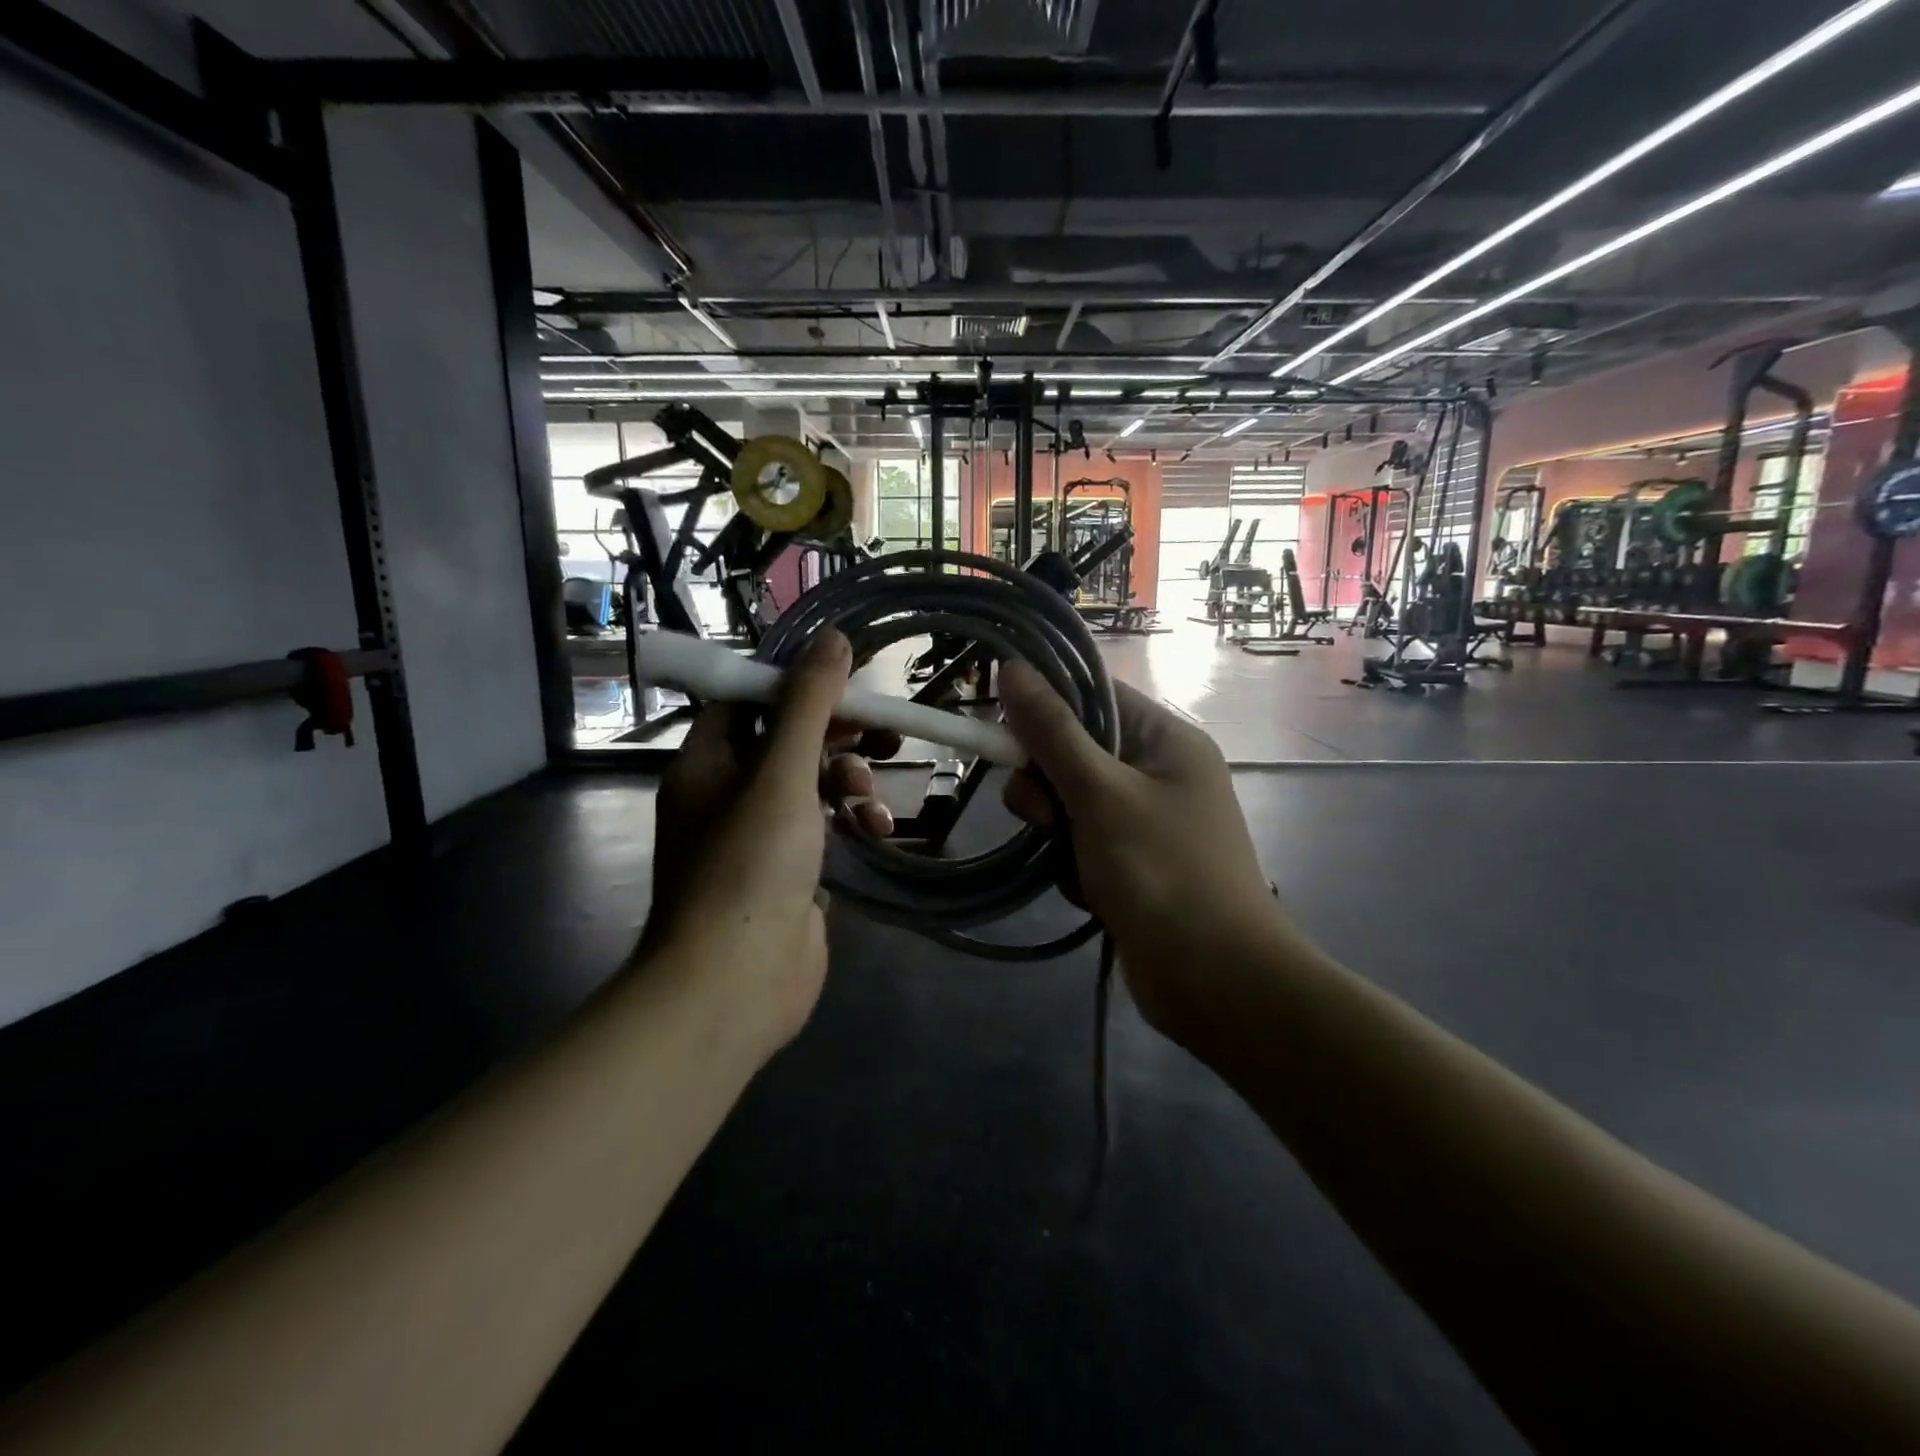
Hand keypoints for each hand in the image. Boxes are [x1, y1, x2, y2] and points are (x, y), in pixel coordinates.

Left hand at [643, 631, 886, 1056]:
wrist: (735, 982)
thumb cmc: (750, 865)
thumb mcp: (781, 772)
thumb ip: (808, 704)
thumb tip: (833, 638)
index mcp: (707, 763)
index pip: (748, 700)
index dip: (796, 683)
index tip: (846, 678)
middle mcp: (726, 794)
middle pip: (786, 740)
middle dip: (835, 734)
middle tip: (881, 728)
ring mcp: (758, 837)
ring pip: (811, 784)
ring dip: (849, 780)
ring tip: (870, 798)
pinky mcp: (789, 872)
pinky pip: (824, 827)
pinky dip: (851, 822)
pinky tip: (876, 831)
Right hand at [998, 662, 1296, 1046]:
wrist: (1214, 981)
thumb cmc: (1162, 871)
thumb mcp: (1100, 793)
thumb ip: (1052, 731)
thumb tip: (1011, 667)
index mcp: (1166, 740)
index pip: (1094, 696)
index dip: (1046, 707)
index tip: (1005, 730)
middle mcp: (1159, 773)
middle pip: (1074, 752)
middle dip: (1048, 786)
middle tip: (1044, 816)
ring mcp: (1146, 822)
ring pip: (1069, 803)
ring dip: (1058, 832)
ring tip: (1073, 864)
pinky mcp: (1132, 865)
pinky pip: (1081, 845)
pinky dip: (1074, 866)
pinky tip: (1091, 894)